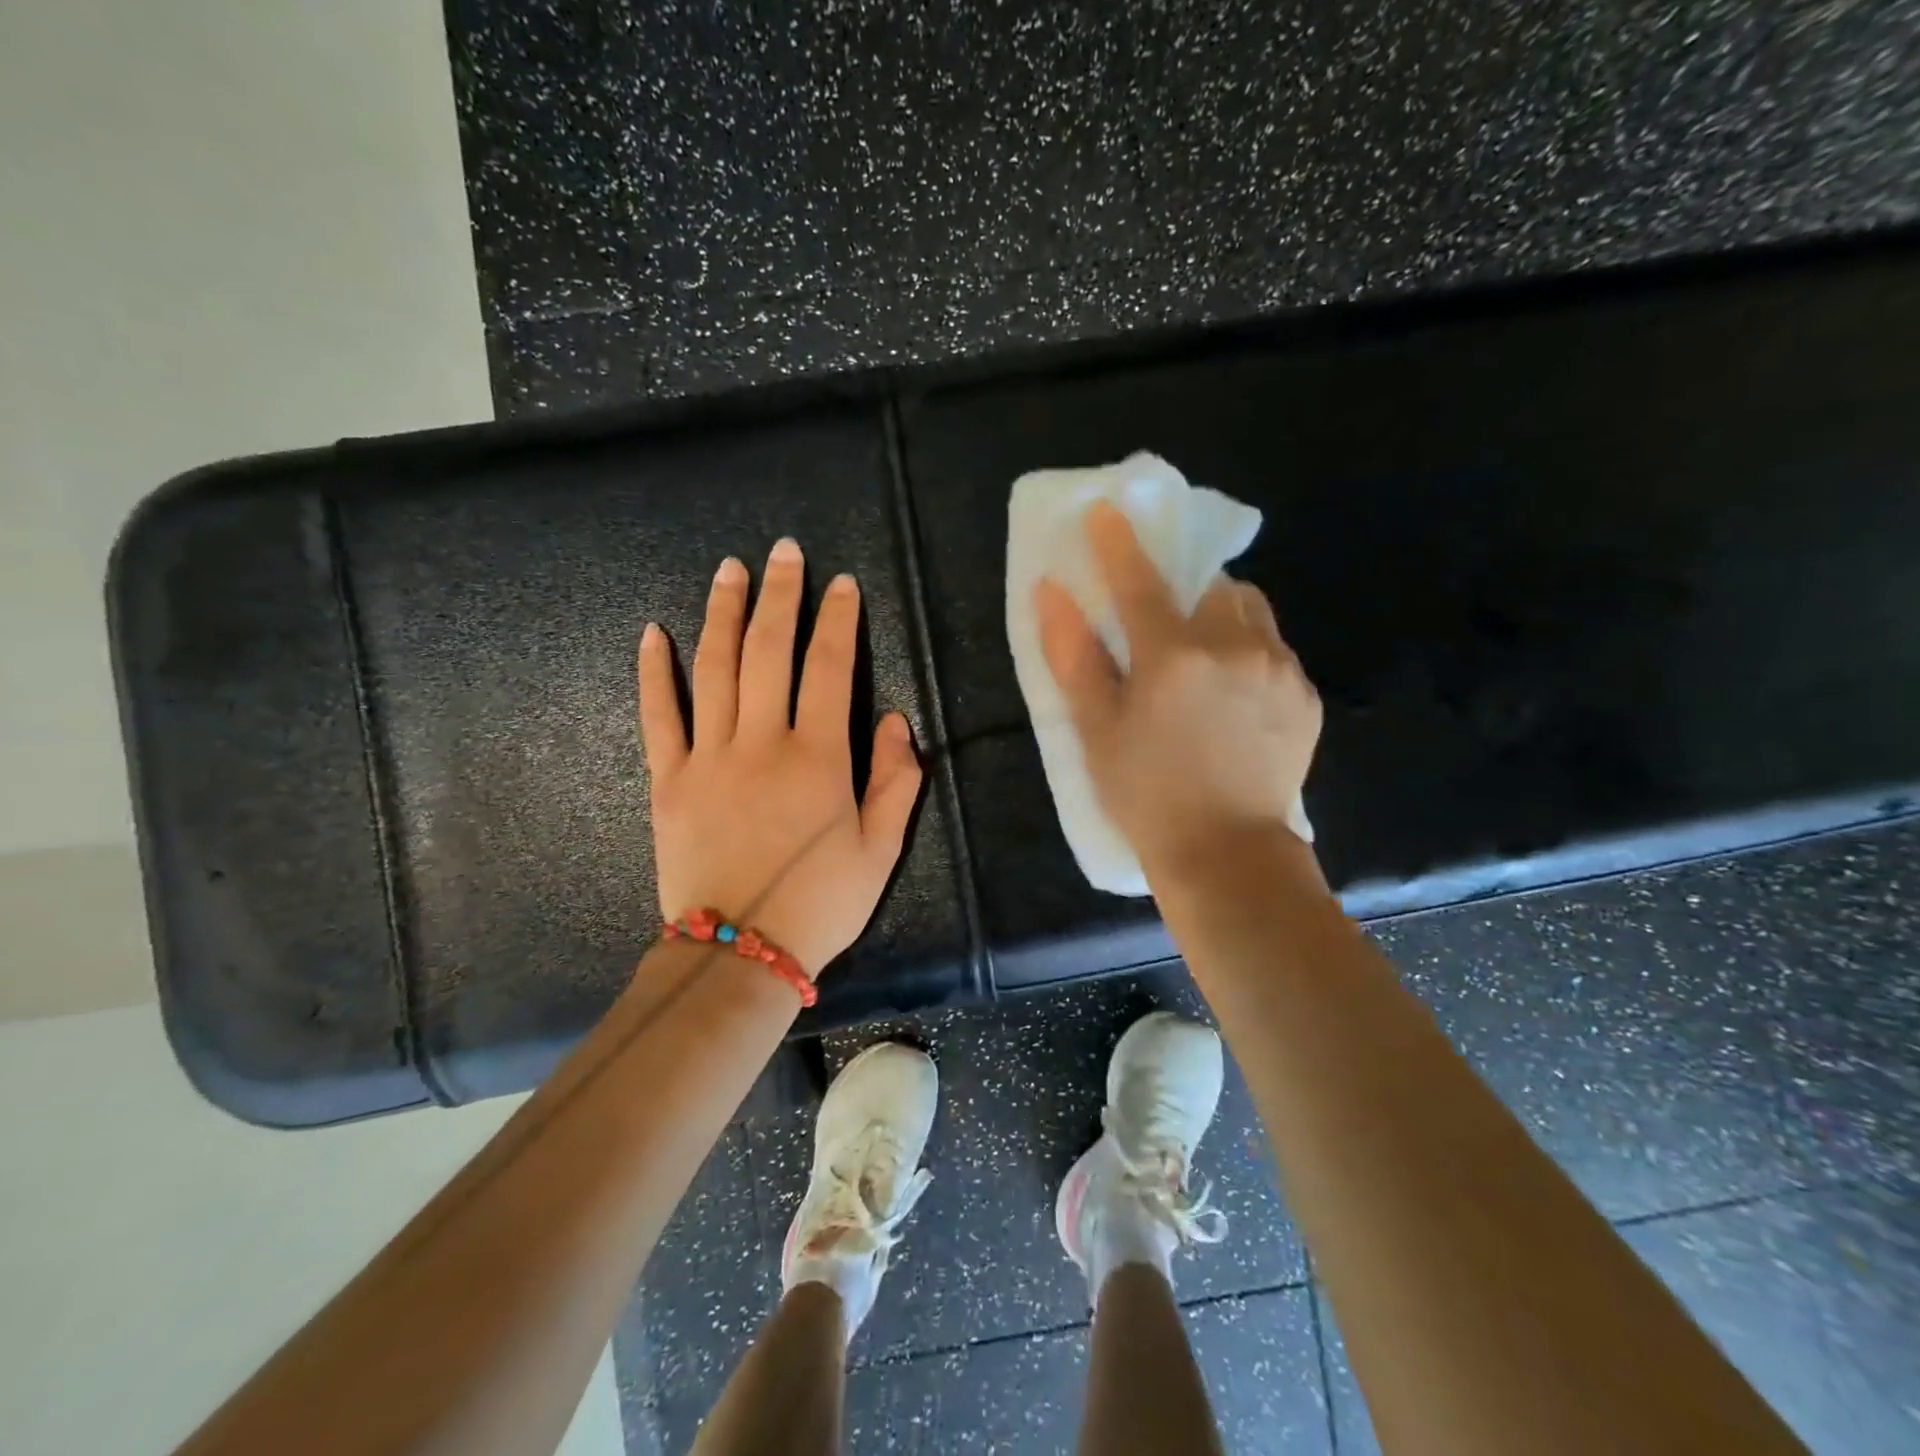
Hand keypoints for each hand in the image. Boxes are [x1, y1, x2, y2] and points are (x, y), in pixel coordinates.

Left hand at [637, 538, 923, 975]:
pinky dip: (655, 672)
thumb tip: (895, 721)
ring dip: (723, 613)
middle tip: (784, 552)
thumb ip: (896, 782)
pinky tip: (654, 632)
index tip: (843, 585)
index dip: (839, 620)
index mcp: (818, 758)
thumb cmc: (820, 904)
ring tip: (729, 570)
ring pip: (714, 668)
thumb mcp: (881, 850)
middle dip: (780, 595)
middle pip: (769, 651)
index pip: (831, 668)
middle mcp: (762, 742)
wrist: (739, 953)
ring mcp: (708, 757)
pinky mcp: (668, 780)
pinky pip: (658, 715)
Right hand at [1035, 500, 1321, 880]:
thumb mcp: (1096, 730)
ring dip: (1221, 615)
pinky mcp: (1305, 694)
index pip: (1140, 580)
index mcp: (1172, 657)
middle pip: (1210, 585)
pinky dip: (1248, 651)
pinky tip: (1233, 695)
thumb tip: (1052, 593)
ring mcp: (1278, 669)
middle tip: (1163, 622)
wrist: (1227, 855)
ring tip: (1203, 656)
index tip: (1107, 509)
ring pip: (1250, 610)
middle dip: (1184, 590)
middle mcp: (1232, 648)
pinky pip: (1274, 648)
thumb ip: (1074, 656)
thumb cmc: (1146, 796)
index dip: (1118, 542)